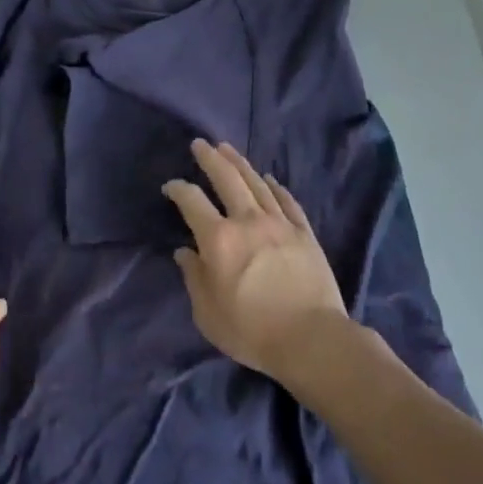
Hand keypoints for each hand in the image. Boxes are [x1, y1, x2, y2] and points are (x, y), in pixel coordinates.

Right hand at [162, 140, 351, 384]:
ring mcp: (280, 224)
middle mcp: (248, 221)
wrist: (312, 339)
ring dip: (240, 164)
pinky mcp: (304, 233)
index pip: (192, 201)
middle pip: (228, 179)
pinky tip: (269, 178)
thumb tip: (185, 253)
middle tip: (201, 144)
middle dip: (211, 158)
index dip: (178, 189)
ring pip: (257, 184)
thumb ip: (194, 278)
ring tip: (228, 149)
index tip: (170, 186)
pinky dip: (275, 187)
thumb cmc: (252, 332)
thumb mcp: (208, 314)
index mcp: (219, 240)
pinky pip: (287, 201)